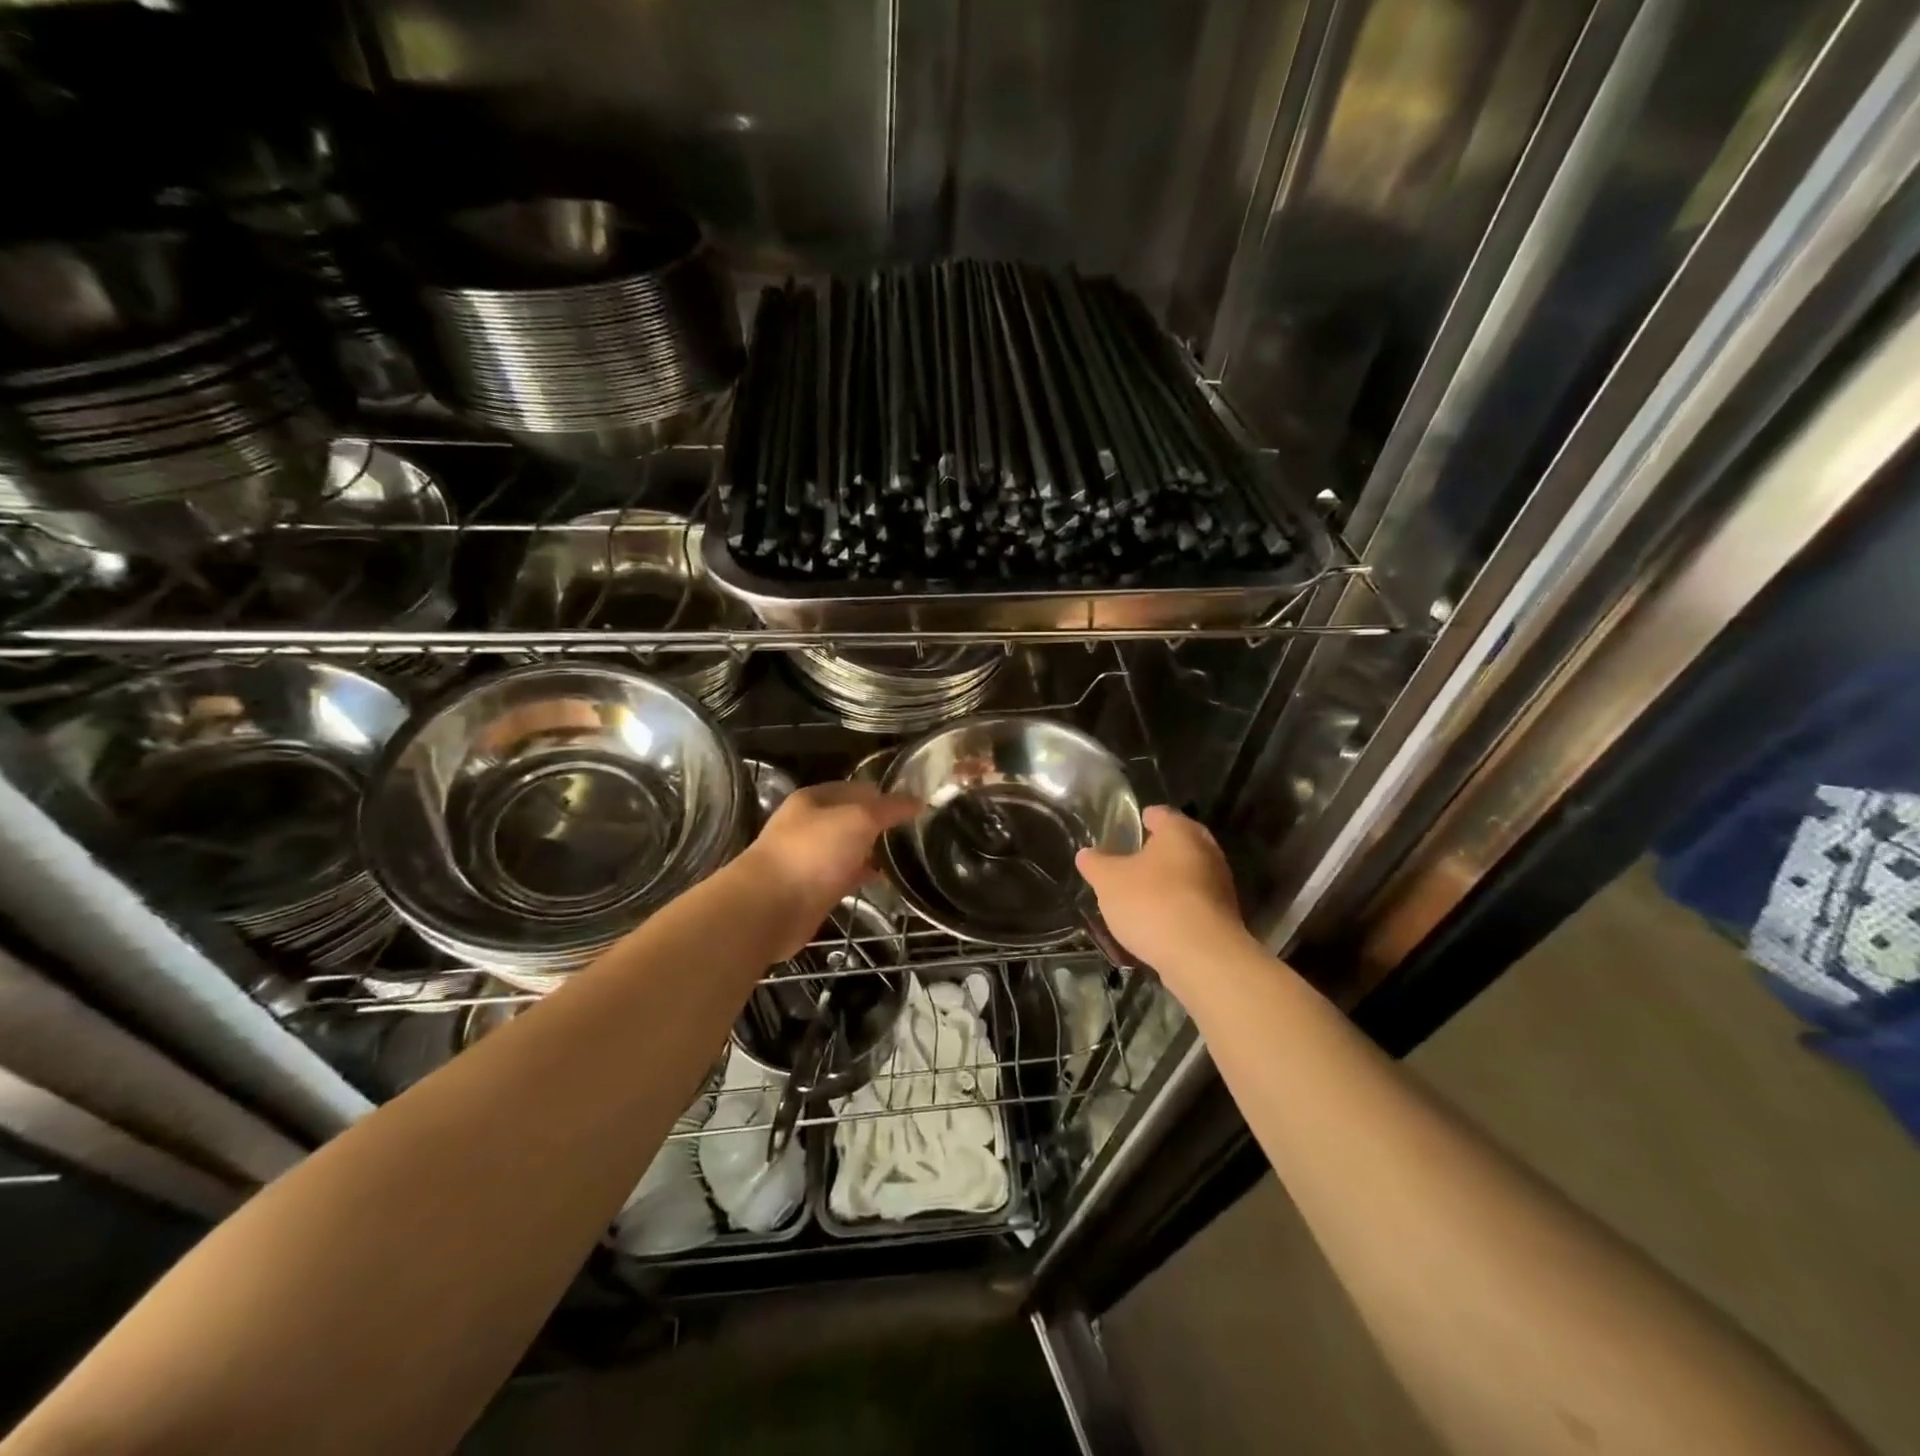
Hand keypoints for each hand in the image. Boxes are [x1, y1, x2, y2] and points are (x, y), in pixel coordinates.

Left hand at [738, 782, 921, 957]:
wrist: (770, 907)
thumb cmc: (813, 852)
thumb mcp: (858, 819)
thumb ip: (889, 809)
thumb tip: (917, 800)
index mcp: (813, 799)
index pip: (857, 788)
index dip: (885, 794)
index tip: (915, 805)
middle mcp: (809, 825)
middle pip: (851, 818)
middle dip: (880, 823)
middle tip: (915, 831)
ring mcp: (809, 858)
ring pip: (848, 848)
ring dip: (872, 851)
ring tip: (906, 855)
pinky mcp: (812, 889)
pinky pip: (844, 876)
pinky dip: (862, 875)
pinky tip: (883, 880)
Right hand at [1076, 806, 1244, 972]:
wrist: (1202, 956)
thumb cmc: (1152, 903)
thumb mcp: (1109, 881)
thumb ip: (1096, 864)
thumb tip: (1086, 854)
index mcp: (1180, 831)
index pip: (1160, 814)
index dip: (1141, 820)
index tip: (1126, 830)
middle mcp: (1207, 850)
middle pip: (1179, 842)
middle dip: (1157, 851)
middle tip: (1132, 861)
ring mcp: (1221, 884)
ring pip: (1190, 873)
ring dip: (1170, 880)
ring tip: (1143, 893)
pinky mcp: (1225, 916)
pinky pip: (1196, 901)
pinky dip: (1179, 905)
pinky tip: (1160, 920)